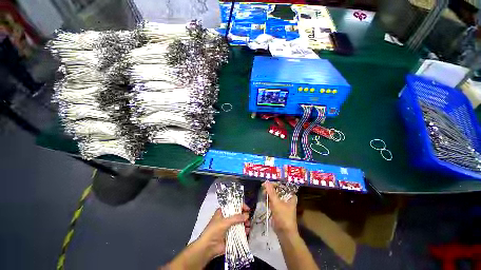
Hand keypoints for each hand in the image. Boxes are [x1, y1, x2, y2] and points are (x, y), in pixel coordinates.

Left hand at [198, 204, 250, 259]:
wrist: (208, 247)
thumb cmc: (214, 231)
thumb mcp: (224, 222)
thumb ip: (236, 218)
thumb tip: (247, 215)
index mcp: (224, 212)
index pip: (233, 206)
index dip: (240, 206)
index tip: (247, 209)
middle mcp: (227, 218)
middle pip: (238, 215)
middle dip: (244, 216)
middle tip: (248, 219)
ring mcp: (230, 227)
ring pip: (240, 223)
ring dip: (245, 224)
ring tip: (248, 226)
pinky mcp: (232, 236)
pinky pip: (240, 232)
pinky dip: (244, 231)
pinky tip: (247, 232)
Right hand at [263, 181, 297, 236]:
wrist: (285, 234)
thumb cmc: (283, 217)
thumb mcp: (276, 203)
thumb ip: (271, 192)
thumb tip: (266, 181)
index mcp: (290, 195)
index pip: (281, 185)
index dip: (273, 183)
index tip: (265, 184)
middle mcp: (287, 197)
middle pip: (277, 189)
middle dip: (270, 189)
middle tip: (263, 190)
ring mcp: (283, 202)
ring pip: (274, 194)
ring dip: (268, 194)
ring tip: (263, 195)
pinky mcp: (278, 207)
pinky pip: (273, 200)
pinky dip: (268, 200)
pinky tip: (265, 201)